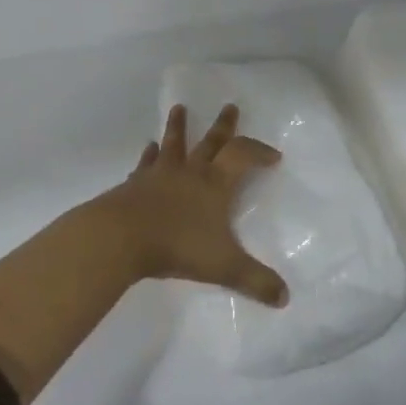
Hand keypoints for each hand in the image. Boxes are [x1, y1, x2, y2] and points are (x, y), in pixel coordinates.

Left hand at [99, 103, 287, 305]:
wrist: (120, 238)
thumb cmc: (177, 246)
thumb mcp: (224, 266)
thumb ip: (255, 281)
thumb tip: (285, 298)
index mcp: (215, 185)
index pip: (242, 156)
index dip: (259, 152)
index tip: (273, 156)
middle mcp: (189, 172)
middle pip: (210, 142)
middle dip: (223, 126)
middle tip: (229, 106)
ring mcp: (159, 175)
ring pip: (173, 144)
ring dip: (178, 127)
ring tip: (179, 108)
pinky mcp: (134, 184)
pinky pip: (145, 164)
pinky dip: (149, 155)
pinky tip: (148, 148)